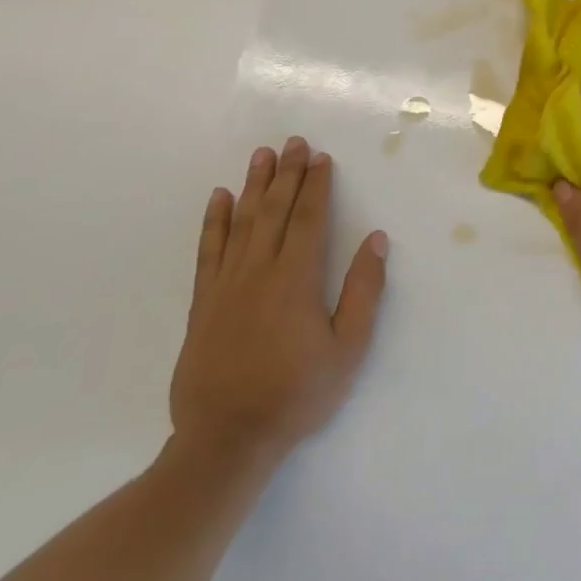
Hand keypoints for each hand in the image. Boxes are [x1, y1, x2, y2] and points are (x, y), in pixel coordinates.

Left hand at [170, 137, 387, 469]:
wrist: (227, 438)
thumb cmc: (297, 393)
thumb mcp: (348, 348)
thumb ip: (364, 291)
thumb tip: (376, 240)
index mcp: (296, 280)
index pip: (308, 219)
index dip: (316, 186)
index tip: (321, 157)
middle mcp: (258, 272)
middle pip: (275, 211)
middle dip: (287, 174)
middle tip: (294, 142)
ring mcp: (226, 285)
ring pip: (242, 223)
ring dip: (254, 186)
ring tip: (261, 156)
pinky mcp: (203, 303)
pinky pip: (208, 251)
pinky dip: (214, 222)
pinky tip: (220, 199)